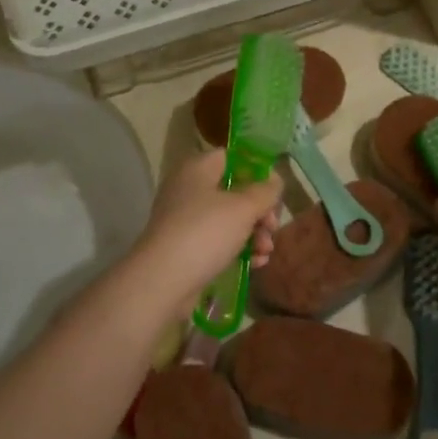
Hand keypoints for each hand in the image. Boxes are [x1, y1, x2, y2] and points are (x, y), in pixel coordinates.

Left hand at [134, 149, 281, 310]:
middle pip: (234, 191)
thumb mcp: (243, 208)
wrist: (163, 281)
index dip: (256, 170)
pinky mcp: (187, 247)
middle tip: (272, 226)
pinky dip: (238, 249)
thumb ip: (264, 191)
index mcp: (197, 169)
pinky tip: (256, 263)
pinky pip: (219, 241)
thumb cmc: (205, 233)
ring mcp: (186, 220)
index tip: (274, 191)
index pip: (231, 157)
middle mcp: (189, 190)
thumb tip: (274, 180)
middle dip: (260, 210)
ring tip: (266, 251)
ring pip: (229, 219)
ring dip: (254, 233)